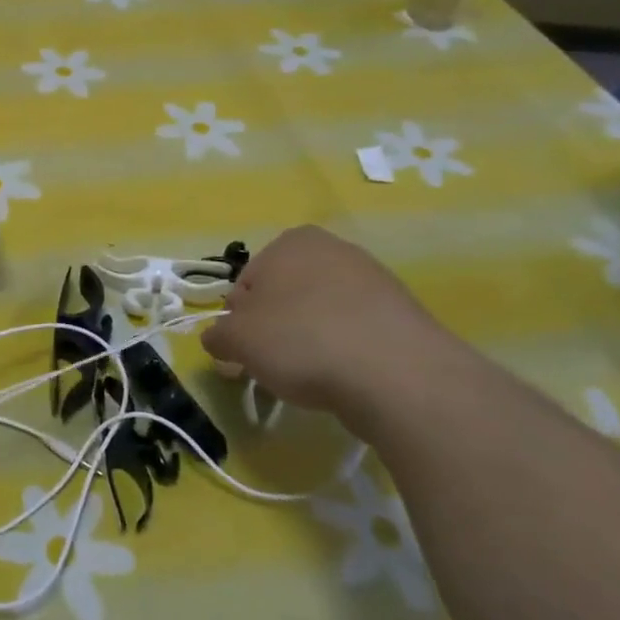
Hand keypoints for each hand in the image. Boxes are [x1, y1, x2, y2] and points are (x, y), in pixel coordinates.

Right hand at [203, 227, 453, 416]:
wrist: (397, 373)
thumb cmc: (301, 341)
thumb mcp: (238, 341)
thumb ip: (218, 336)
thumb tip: (217, 339)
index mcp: (290, 242)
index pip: (246, 283)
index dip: (239, 321)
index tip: (243, 353)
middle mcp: (333, 248)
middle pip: (285, 294)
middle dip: (274, 328)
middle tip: (272, 366)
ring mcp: (373, 278)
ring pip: (320, 312)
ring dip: (308, 339)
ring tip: (310, 376)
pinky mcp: (402, 312)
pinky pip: (355, 330)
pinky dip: (343, 350)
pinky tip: (344, 376)